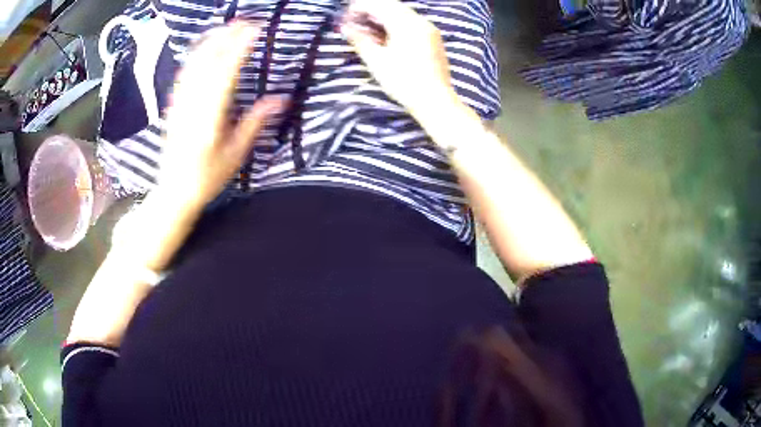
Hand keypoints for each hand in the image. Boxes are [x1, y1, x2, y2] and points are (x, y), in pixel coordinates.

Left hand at [158, 22, 286, 211]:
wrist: (173, 190)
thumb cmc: (207, 176)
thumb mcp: (235, 154)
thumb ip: (256, 122)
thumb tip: (282, 99)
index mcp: (210, 118)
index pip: (226, 73)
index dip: (240, 48)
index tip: (256, 30)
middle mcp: (192, 104)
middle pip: (209, 62)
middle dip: (228, 37)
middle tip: (247, 22)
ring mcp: (180, 102)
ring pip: (194, 63)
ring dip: (211, 40)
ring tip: (228, 25)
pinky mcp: (173, 104)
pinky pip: (184, 72)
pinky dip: (196, 53)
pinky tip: (205, 45)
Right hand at [340, 0, 460, 121]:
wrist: (435, 101)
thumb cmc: (404, 82)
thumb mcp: (377, 61)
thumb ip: (360, 40)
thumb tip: (345, 27)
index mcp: (406, 24)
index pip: (379, 5)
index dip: (359, 8)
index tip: (345, 17)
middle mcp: (421, 21)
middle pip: (392, 6)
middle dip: (371, 10)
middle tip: (354, 22)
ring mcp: (429, 30)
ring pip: (402, 13)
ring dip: (383, 16)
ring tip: (367, 29)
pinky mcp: (433, 39)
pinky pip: (411, 23)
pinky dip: (395, 24)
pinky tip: (385, 36)